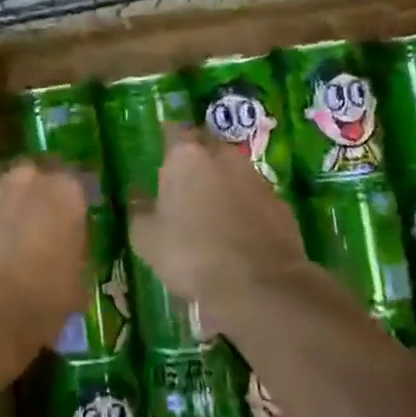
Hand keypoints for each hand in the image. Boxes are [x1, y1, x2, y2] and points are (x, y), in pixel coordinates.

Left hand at [0, 161, 89, 374]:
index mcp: (67, 191)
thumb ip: (75, 250)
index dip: (76, 199)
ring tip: (5, 226)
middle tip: (38, 220)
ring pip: (3, 181)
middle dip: (39, 192)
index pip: (81, 179)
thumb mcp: (77, 281)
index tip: (75, 216)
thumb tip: (68, 247)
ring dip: (7, 197)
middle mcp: (30, 176)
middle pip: (39, 174)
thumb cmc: (40, 299)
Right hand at [129, 128, 307, 330]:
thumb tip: (136, 193)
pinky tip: (237, 232)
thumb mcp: (147, 238)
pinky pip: (253, 196)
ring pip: (231, 170)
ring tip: (210, 212)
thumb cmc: (193, 254)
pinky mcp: (279, 202)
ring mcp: (255, 177)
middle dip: (195, 160)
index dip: (167, 141)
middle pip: (205, 146)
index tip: (160, 156)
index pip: (173, 130)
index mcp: (186, 156)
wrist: (261, 286)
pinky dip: (244, 206)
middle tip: (182, 185)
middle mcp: (223, 156)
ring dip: (221, 182)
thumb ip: (138, 209)